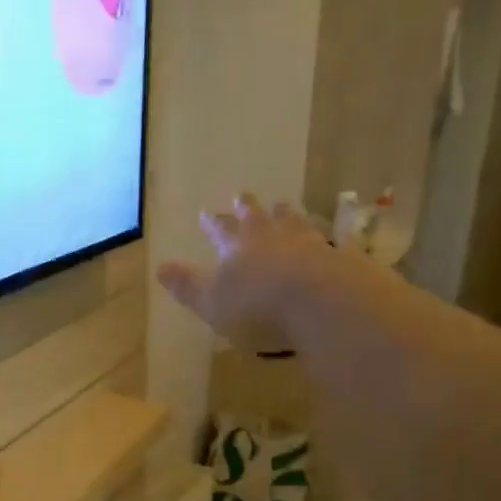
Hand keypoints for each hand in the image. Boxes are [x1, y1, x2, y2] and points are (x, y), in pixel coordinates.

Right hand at [157, 193, 342, 350]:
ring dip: (287, 214)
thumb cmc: (257, 305)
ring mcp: (310, 244)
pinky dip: (330, 237)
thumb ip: (187, 284)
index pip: (221, 229)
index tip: (206, 212)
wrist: (321, 302)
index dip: (212, 222)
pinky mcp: (341, 258)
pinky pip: (333, 241)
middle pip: (258, 217)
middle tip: (243, 195)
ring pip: (294, 222)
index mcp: (238, 247)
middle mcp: (273, 238)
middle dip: (248, 208)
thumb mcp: (210, 301)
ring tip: (285, 205)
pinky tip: (334, 236)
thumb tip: (159, 267)